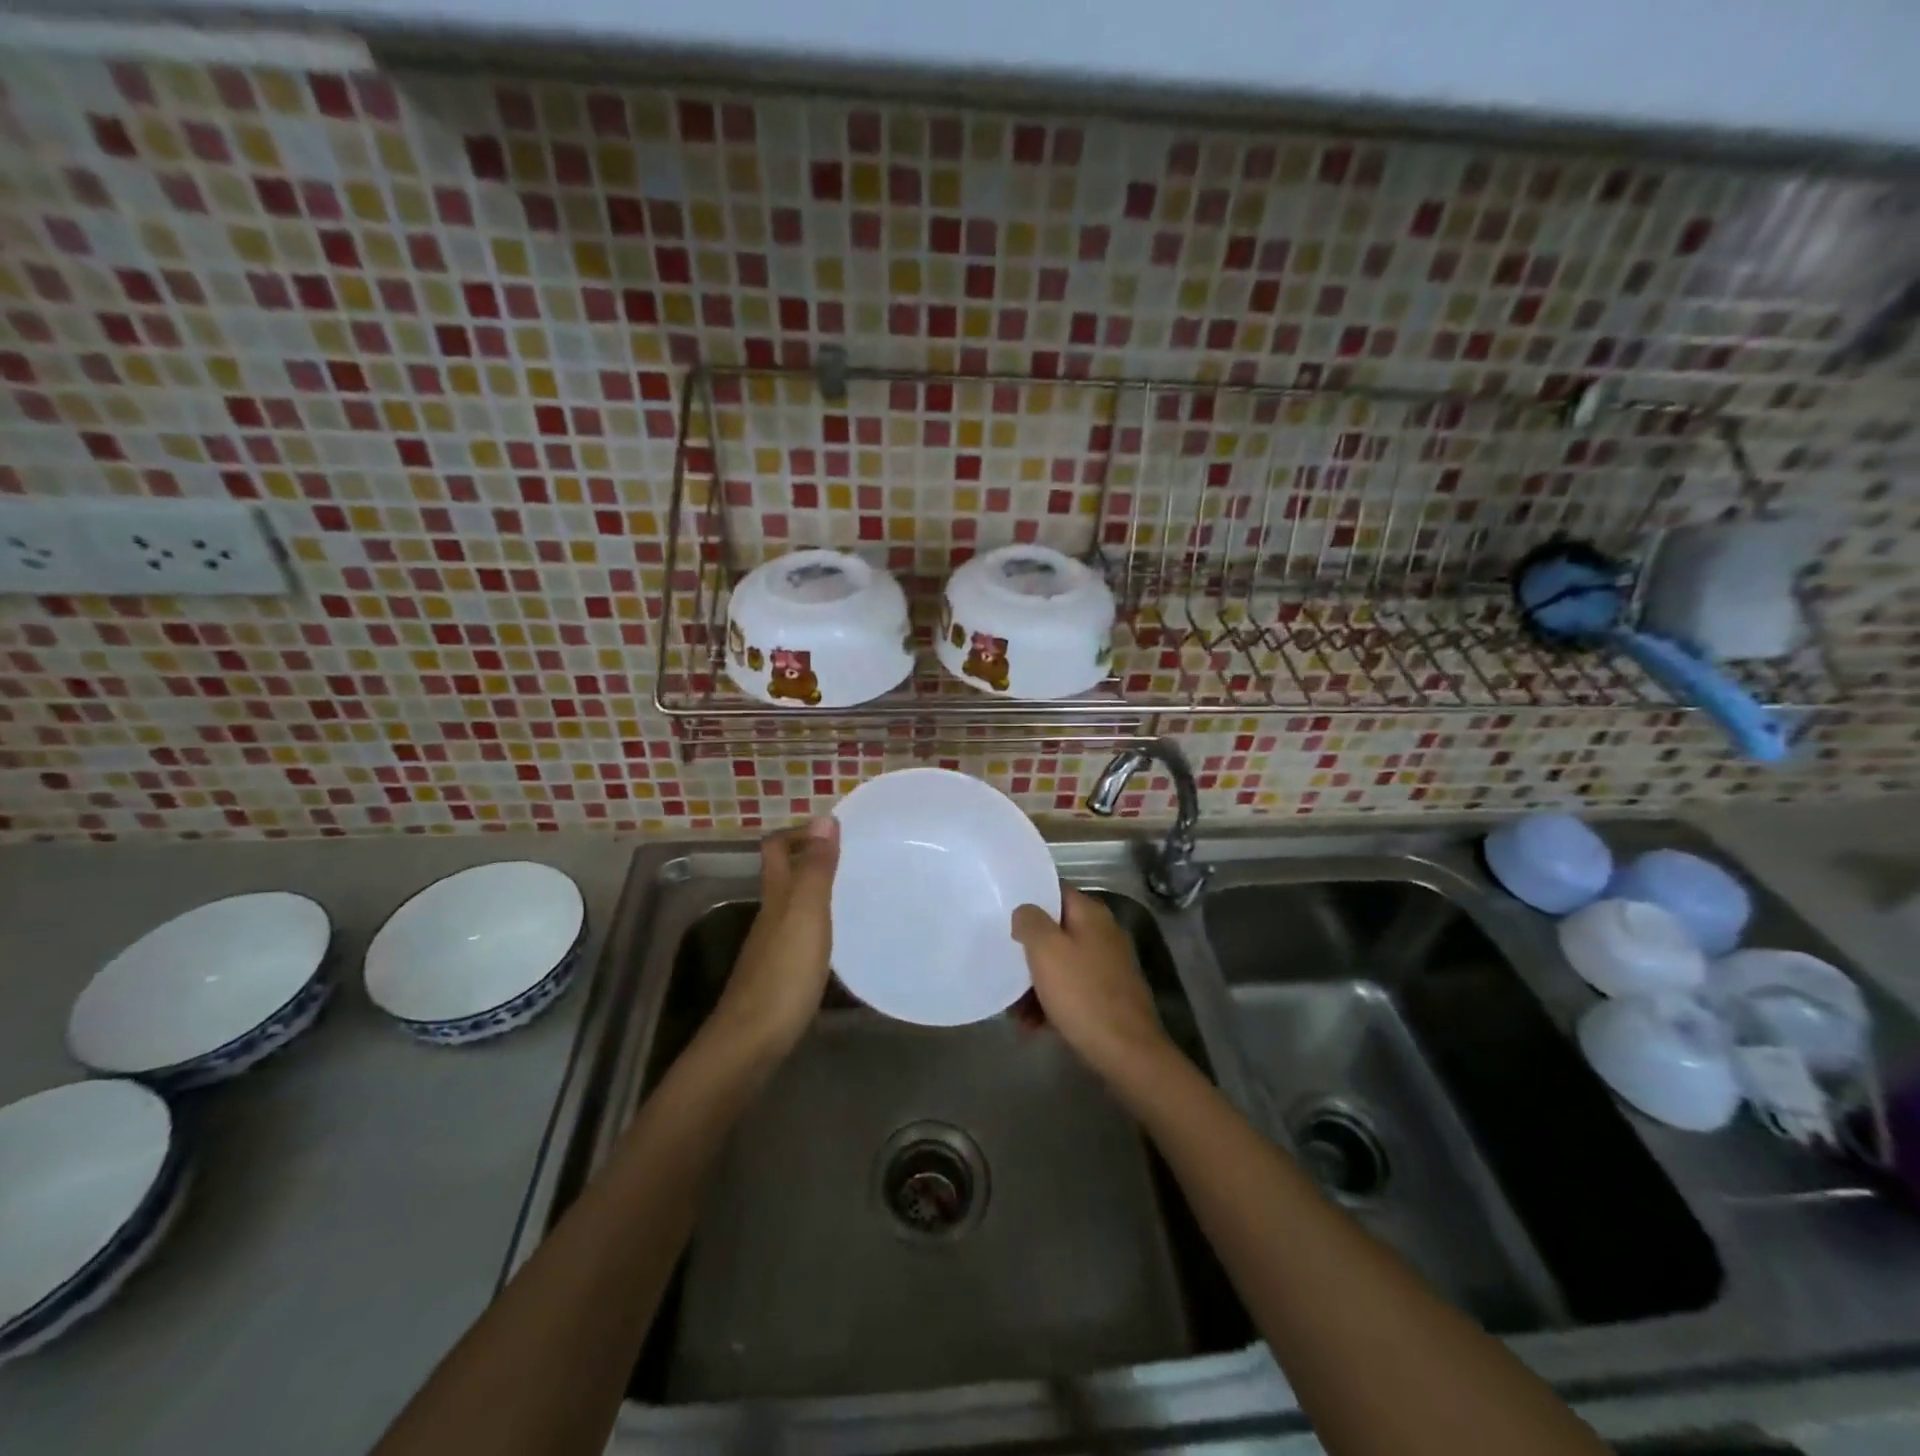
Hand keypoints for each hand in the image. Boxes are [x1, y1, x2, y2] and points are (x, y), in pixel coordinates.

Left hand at [711, 819, 838, 1060]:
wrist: (751, 1042)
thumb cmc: (783, 974)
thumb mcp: (806, 915)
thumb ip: (816, 869)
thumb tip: (823, 817)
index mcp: (776, 896)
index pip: (777, 849)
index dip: (798, 833)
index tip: (833, 830)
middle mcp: (769, 915)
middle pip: (782, 875)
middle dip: (808, 858)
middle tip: (850, 856)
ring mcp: (771, 947)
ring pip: (790, 905)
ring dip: (815, 891)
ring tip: (852, 890)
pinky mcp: (779, 974)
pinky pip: (798, 934)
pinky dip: (816, 923)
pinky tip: (837, 936)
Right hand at [1011, 887, 1173, 1083]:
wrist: (1126, 1052)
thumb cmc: (1082, 994)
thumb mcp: (1046, 950)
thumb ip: (1030, 921)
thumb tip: (1025, 912)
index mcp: (1091, 915)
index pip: (1055, 891)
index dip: (1028, 899)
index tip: (1002, 912)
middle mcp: (1103, 934)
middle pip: (1055, 930)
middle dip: (1028, 949)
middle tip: (1003, 963)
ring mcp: (1107, 966)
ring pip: (1060, 963)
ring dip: (1034, 982)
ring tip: (1014, 1010)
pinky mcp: (1107, 995)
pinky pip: (1071, 989)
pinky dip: (1050, 1002)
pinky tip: (1033, 1025)